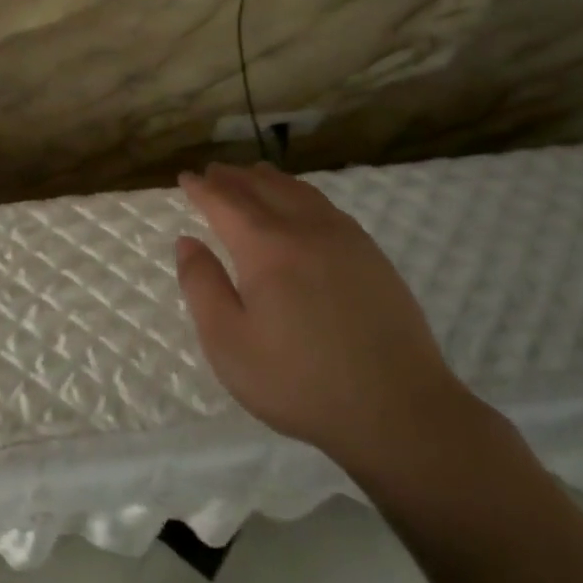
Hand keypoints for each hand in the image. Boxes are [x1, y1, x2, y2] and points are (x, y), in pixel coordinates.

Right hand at [174, 162, 477, 474]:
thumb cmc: (299, 381)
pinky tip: (302, 206)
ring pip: (300, 192)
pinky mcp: (373, 257)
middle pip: (264, 188)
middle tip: (213, 171)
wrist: (398, 410)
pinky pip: (328, 207)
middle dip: (234, 177)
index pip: (226, 203)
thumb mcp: (229, 343)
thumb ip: (202, 286)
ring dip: (270, 180)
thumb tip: (187, 242)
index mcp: (267, 248)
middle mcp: (307, 230)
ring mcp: (346, 240)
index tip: (185, 177)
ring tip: (253, 175)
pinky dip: (302, 194)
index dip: (202, 188)